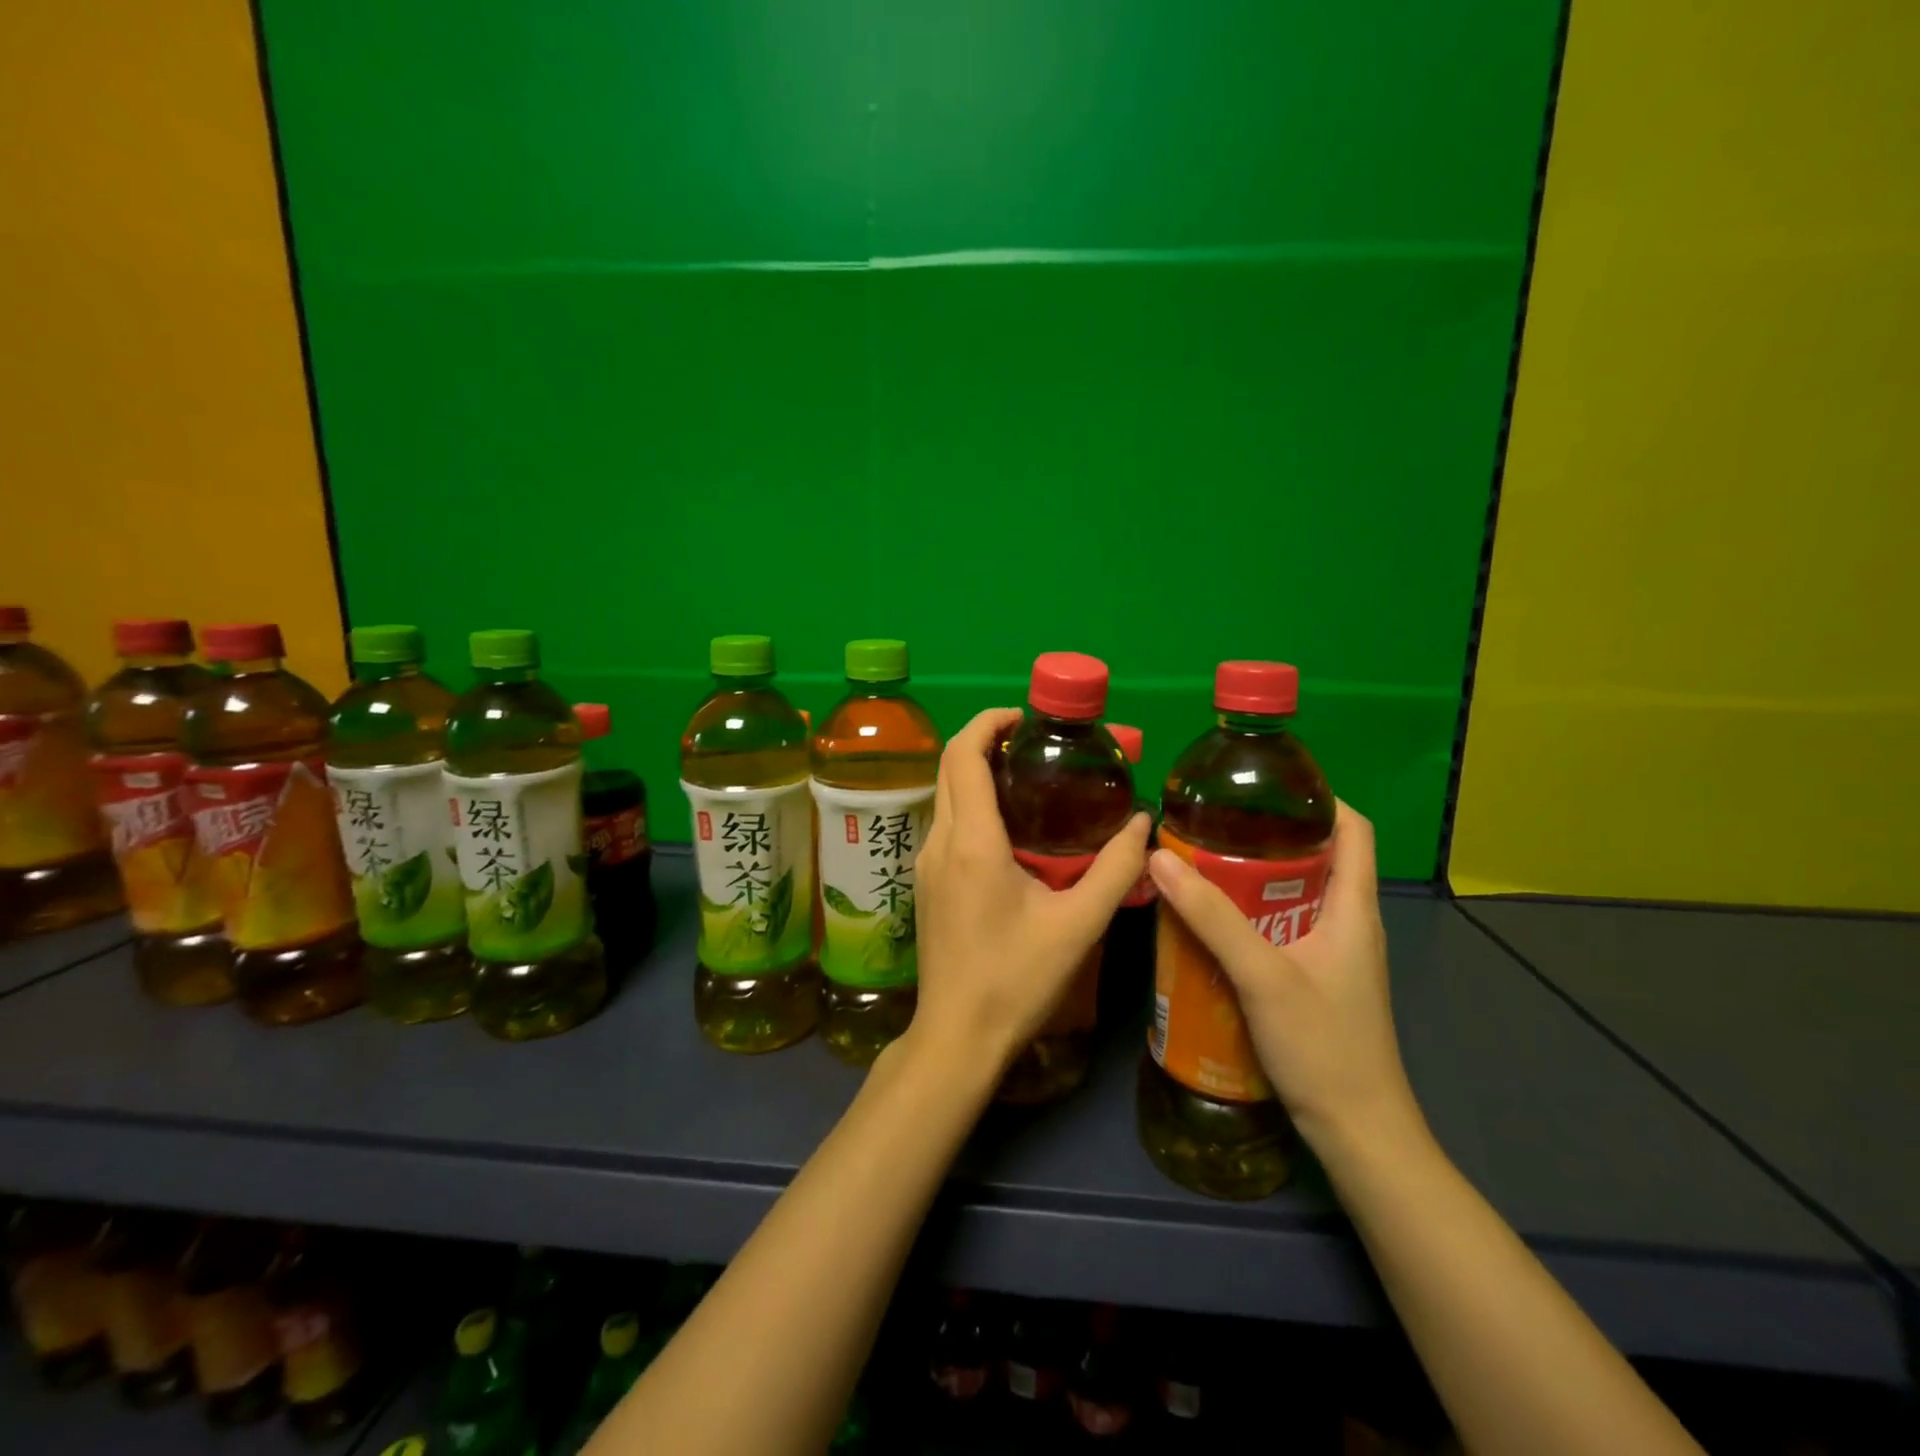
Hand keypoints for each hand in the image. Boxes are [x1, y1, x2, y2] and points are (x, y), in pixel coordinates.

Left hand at [908, 707, 1150, 1072]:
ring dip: (977, 771)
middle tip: (1035, 742)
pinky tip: (1009, 826)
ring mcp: (925, 863)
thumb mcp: (1078, 925)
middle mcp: (939, 841)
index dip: (989, 721)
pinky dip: (971, 802)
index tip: (1026, 717)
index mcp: (972, 841)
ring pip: (945, 794)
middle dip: (985, 739)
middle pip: (950, 766)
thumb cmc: (1016, 981)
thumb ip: (1115, 869)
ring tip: (1028, 776)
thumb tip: (1143, 822)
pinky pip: (945, 822)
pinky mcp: (925, 882)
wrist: (957, 1036)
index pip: (964, 755)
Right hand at [1146, 802, 1422, 1159]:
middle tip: (1210, 825)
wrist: (1358, 1133)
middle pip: (1316, 857)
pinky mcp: (1316, 980)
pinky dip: (1250, 915)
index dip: (1318, 798)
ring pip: (1294, 895)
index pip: (1354, 829)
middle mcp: (1349, 922)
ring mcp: (1334, 954)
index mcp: (1354, 907)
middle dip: (1266, 836)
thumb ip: (1212, 916)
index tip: (1261, 787)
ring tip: (1200, 865)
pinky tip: (1210, 924)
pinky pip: (1282, 928)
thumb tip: (1159, 856)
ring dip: (1252, 878)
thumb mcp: (1262, 975)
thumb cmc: (1323, 1046)